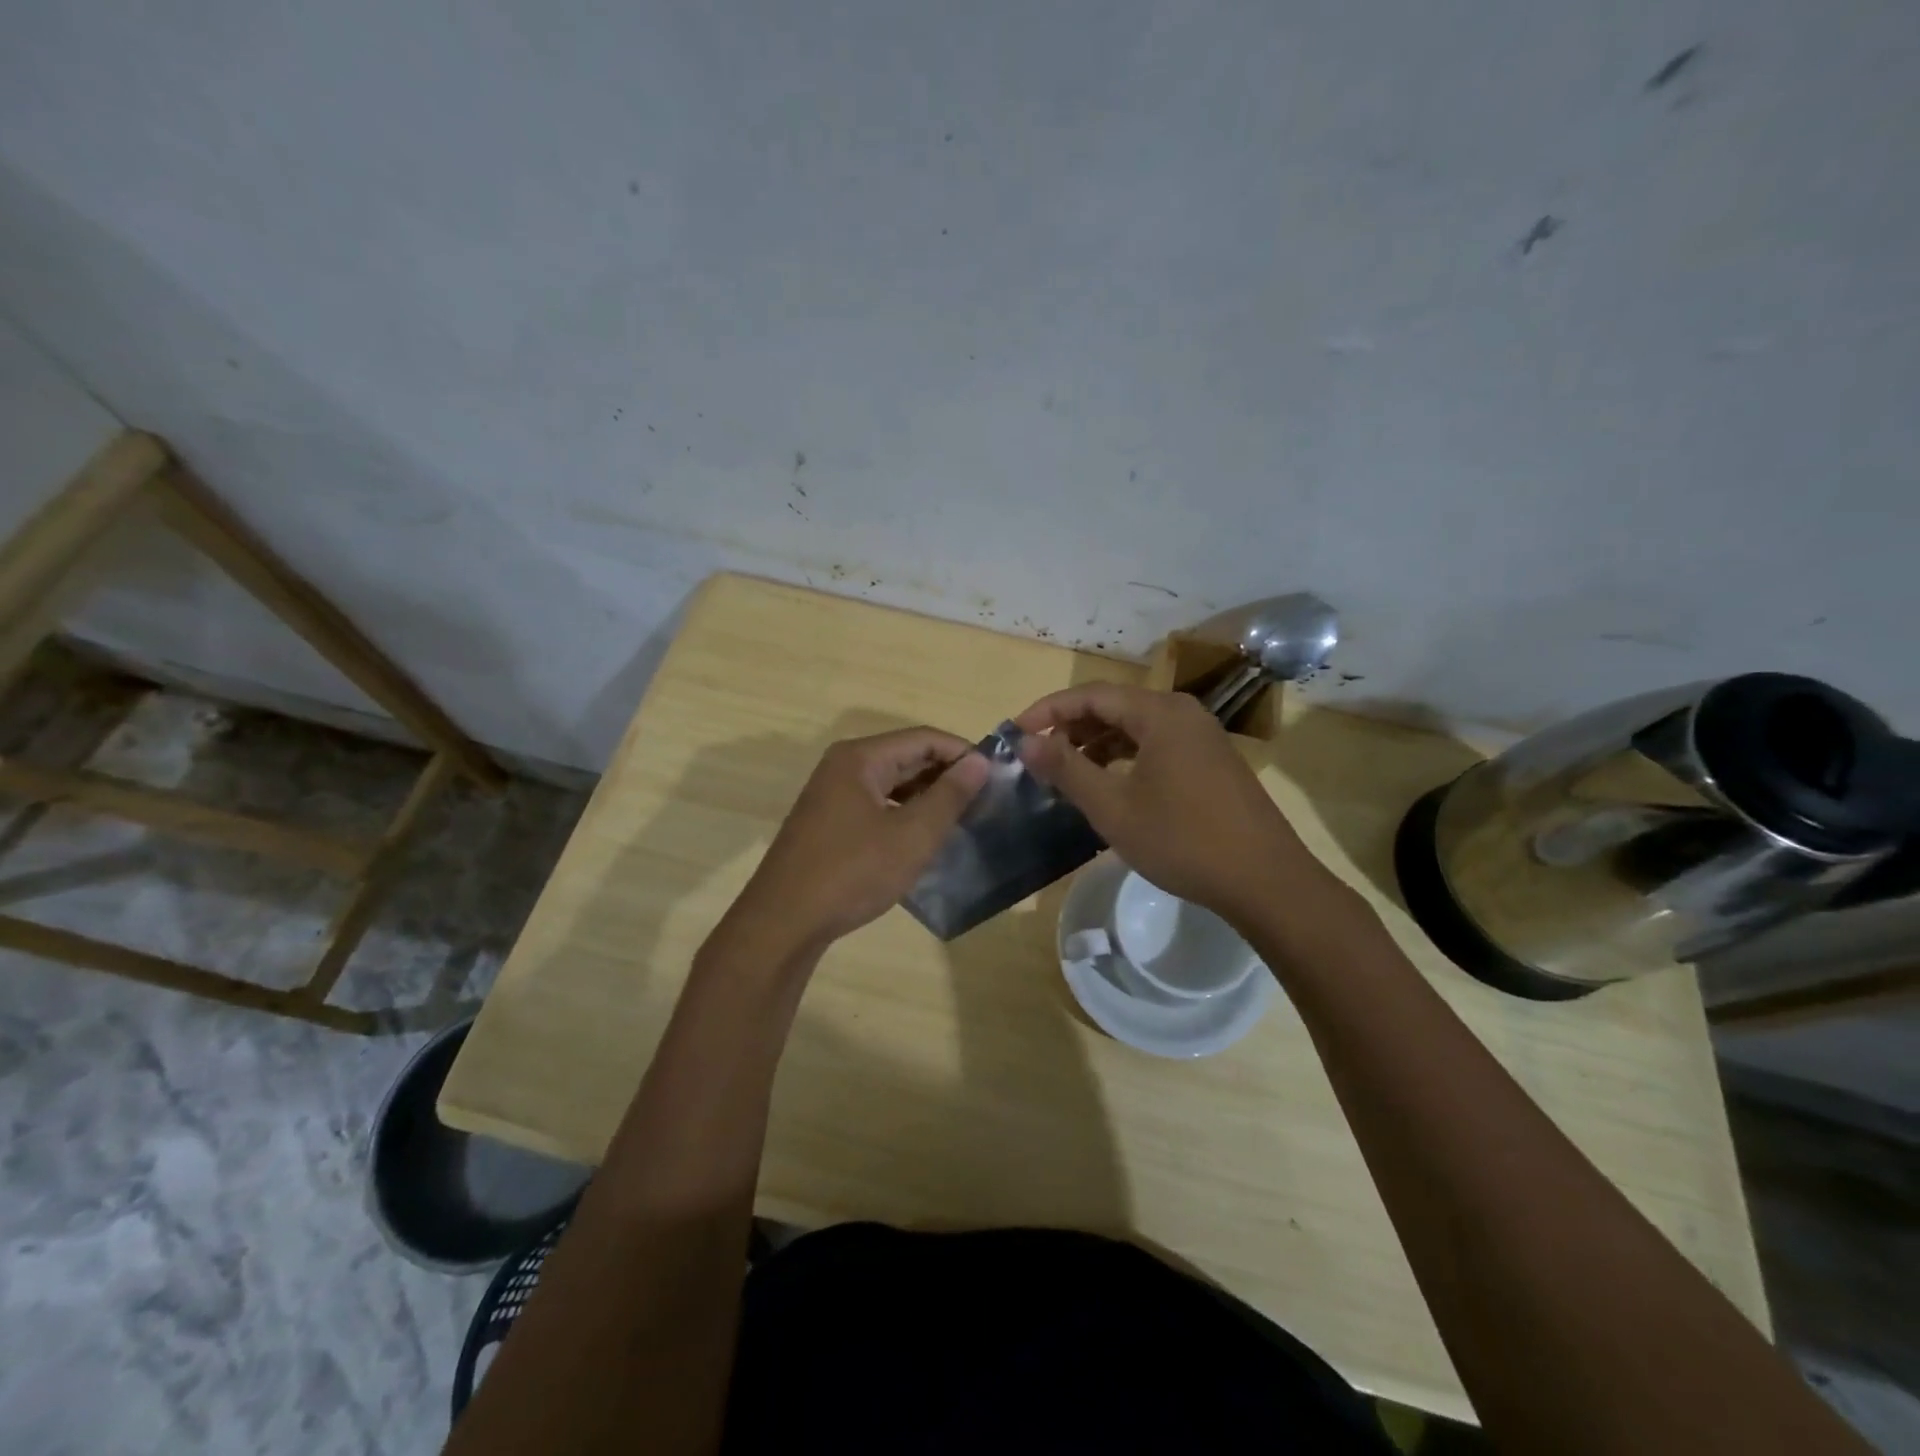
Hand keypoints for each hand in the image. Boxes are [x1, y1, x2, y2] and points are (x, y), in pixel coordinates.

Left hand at [733, 727, 989, 953]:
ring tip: (963, 817)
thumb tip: (980, 762)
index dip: (963, 753)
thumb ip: (949, 796)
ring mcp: (833, 794)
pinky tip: (925, 835)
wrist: (784, 923)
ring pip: (892, 782)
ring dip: (927, 795)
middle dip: (946, 775)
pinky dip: (905, 813)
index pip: (924, 738)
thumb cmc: (852, 873)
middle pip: (906, 756)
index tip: (997, 776)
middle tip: (986, 799)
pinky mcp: (830, 821)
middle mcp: (844, 766)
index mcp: (861, 758)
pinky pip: (877, 803)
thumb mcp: (912, 835)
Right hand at [1015, 683, 1317, 918]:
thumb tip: (1026, 741)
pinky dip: (1125, 757)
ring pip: (1136, 727)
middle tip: (1037, 754)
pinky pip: (1156, 745)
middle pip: (1114, 706)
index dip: (1048, 710)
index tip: (1016, 733)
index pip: (1091, 695)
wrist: (1265, 880)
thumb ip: (1066, 769)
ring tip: (1066, 771)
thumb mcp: (1113, 807)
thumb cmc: (1182, 840)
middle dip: (1071, 726)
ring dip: (1097, 743)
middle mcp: (1182, 713)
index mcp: (1159, 713)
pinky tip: (1108, 783)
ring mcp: (1201, 736)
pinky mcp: (1211, 761)